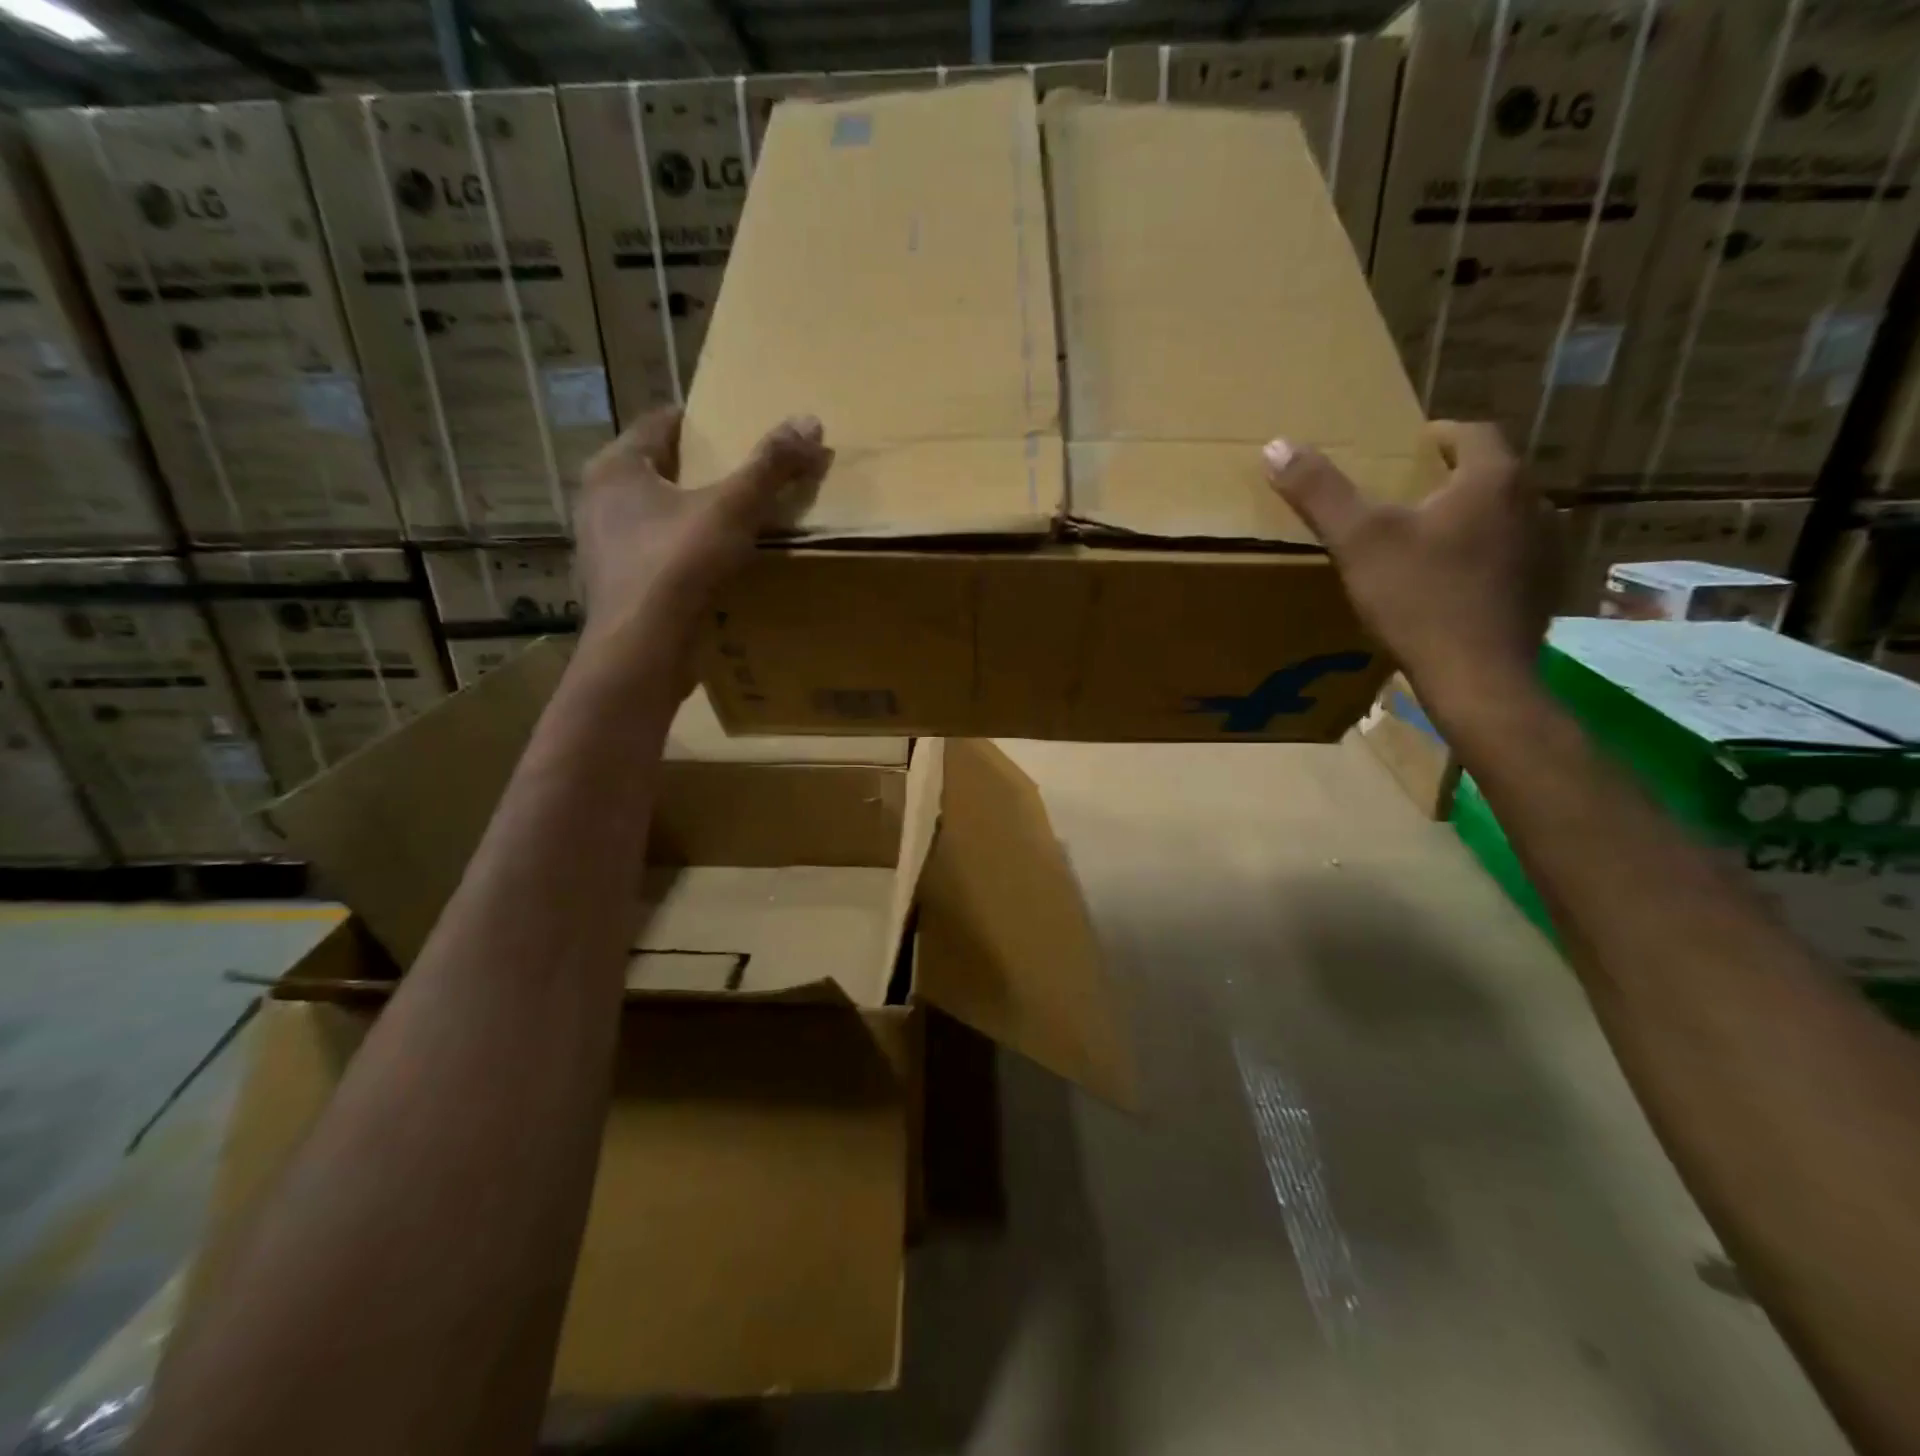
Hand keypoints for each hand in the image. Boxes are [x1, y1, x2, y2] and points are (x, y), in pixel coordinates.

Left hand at [575, 407, 831, 647]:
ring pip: (653, 516)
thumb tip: (810, 421)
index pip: (661, 423)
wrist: (643, 650)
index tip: (737, 430)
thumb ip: (770, 466)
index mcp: (617, 467)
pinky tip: (712, 568)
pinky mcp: (616, 586)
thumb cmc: (678, 565)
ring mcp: (602, 547)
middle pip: (657, 470)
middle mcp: (598, 499)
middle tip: (743, 476)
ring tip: (733, 523)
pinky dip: (681, 554)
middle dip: (698, 471)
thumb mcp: (733, 509)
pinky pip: (654, 555)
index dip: (701, 423)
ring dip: (689, 516)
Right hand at [1263, 421, 1554, 713]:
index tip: (1411, 447)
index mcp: (1492, 480)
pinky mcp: (1547, 591)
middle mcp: (1534, 503)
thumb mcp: (1357, 542)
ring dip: (1473, 520)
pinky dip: (1487, 560)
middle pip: (1490, 476)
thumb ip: (1319, 492)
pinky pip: (1514, 559)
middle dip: (1452, 480)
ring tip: (1432, 541)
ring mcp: (1548, 550)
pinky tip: (1457, 585)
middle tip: (1410, 497)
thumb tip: (1276, 445)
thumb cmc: (1417, 599)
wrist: (1477, 677)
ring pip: (1505, 518)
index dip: (1439, 436)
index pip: (1471, 433)